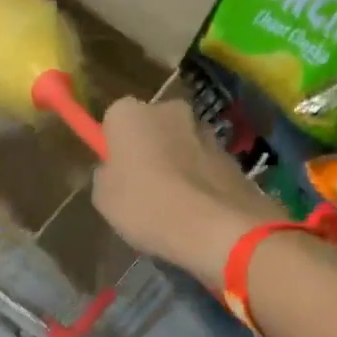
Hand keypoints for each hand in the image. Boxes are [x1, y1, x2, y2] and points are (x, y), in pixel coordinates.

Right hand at [91, 97, 286, 285]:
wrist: (216, 227)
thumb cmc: (147, 207)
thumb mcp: (104, 199)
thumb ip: (107, 176)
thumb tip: (115, 171)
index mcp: (130, 114)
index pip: (114, 120)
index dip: (115, 148)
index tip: (117, 174)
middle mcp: (170, 109)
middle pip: (152, 128)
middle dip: (149, 150)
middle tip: (144, 189)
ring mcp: (206, 130)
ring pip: (182, 145)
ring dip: (177, 165)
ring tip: (175, 206)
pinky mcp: (232, 154)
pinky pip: (205, 166)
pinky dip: (200, 181)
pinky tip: (198, 211)